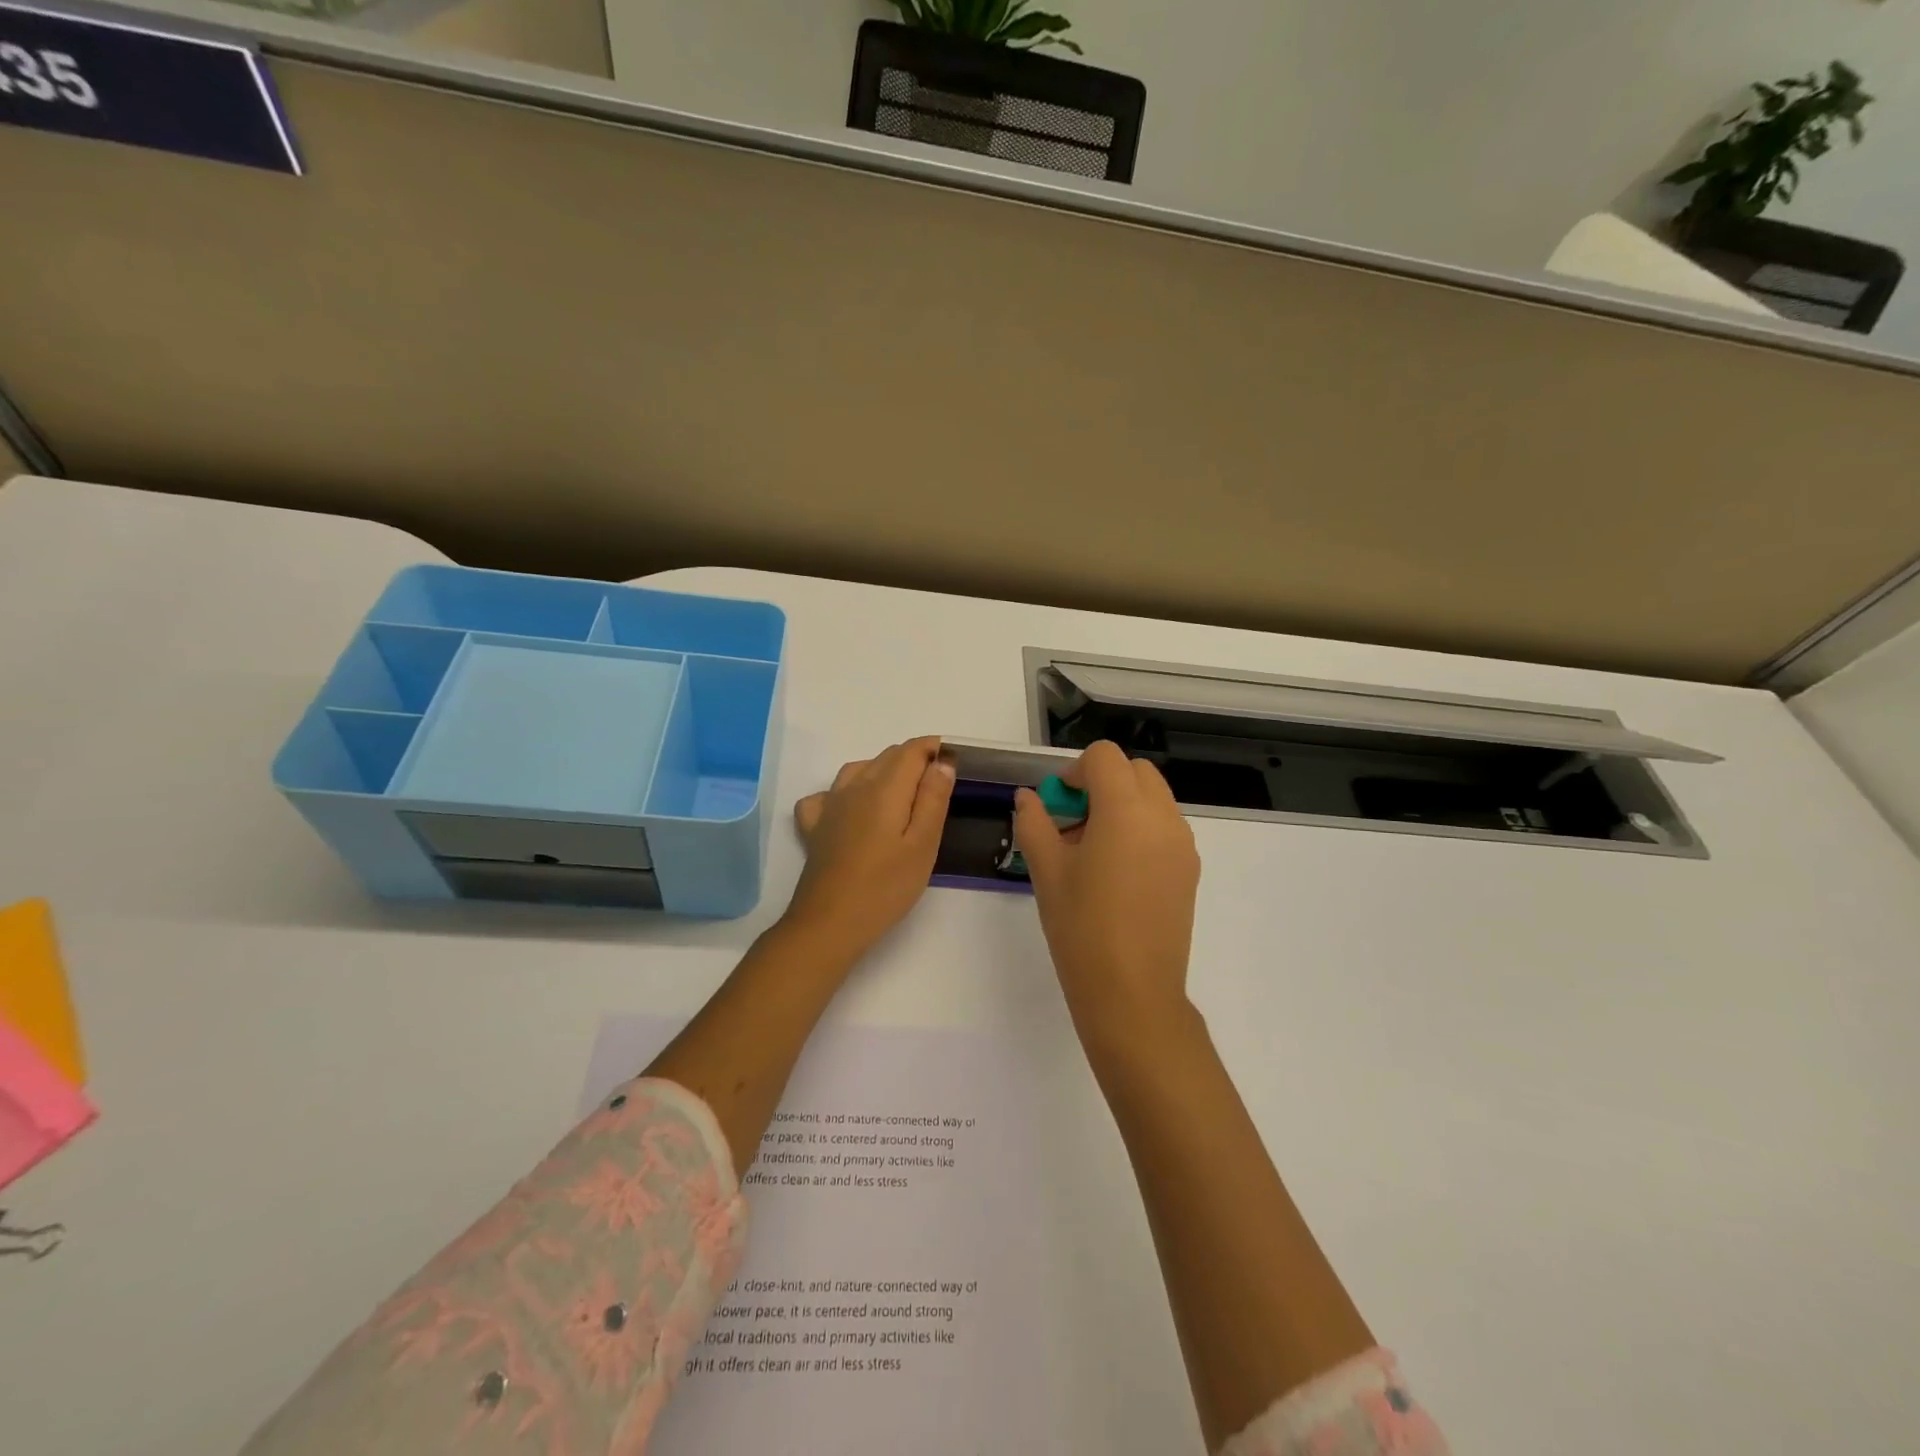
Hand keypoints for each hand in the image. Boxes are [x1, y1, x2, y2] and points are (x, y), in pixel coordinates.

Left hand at [787, 737, 954, 960]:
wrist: (829, 923)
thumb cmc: (885, 887)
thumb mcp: (923, 845)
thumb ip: (933, 798)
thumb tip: (942, 761)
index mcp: (884, 788)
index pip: (911, 750)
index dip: (934, 748)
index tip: (954, 762)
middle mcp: (853, 786)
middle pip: (886, 756)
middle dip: (914, 760)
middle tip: (937, 788)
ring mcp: (829, 805)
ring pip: (859, 769)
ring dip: (883, 772)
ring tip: (901, 797)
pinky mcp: (814, 826)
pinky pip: (828, 795)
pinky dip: (845, 793)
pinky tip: (851, 811)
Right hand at [1013, 741, 1200, 1050]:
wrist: (1132, 992)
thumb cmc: (1081, 927)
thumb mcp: (1046, 871)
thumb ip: (1034, 822)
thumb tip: (1028, 798)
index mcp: (1126, 810)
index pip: (1105, 756)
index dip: (1075, 771)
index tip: (1058, 804)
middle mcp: (1163, 817)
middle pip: (1135, 770)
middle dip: (1102, 782)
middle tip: (1074, 823)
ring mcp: (1183, 844)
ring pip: (1154, 797)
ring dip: (1123, 803)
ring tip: (1094, 851)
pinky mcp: (1191, 869)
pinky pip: (1165, 827)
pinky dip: (1141, 828)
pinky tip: (1118, 873)